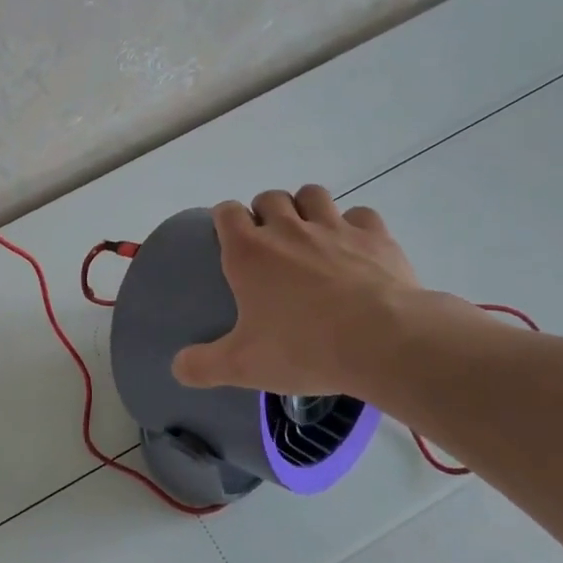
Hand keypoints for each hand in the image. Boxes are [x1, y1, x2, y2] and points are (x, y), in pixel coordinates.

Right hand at [172, 186, 432, 396]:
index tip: (228, 238)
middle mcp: (288, 229)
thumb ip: (203, 365)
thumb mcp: (243, 367)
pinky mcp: (375, 236)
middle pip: (269, 197)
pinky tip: (355, 247)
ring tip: (310, 235)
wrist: (385, 342)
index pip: (227, 212)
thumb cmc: (304, 348)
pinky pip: (360, 214)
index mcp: (250, 252)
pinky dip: (354, 225)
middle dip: (265, 212)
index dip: (225, 220)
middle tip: (270, 244)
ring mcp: (334, 227)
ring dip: (306, 207)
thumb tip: (177, 367)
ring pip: (312, 194)